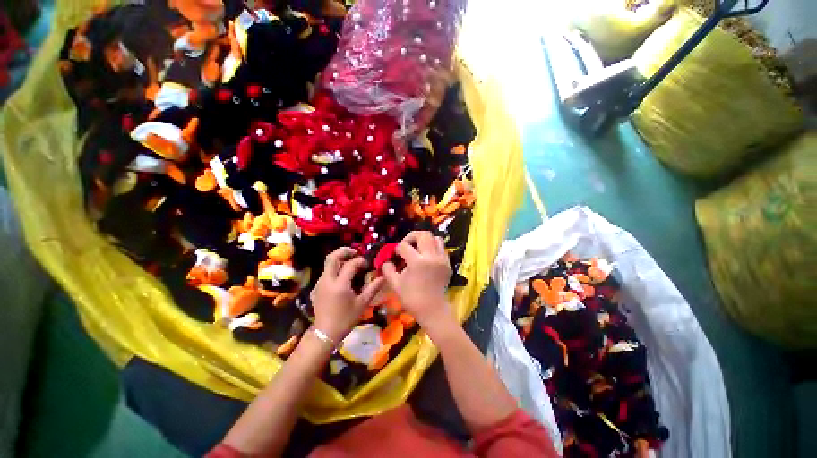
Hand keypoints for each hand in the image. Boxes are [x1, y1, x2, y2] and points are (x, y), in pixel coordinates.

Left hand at [311, 247, 384, 343]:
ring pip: (328, 264)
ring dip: (339, 260)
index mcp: (339, 284)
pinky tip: (342, 277)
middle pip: (332, 257)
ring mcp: (319, 284)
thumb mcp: (362, 304)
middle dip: (344, 251)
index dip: (360, 261)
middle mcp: (327, 280)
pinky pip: (326, 273)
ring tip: (350, 264)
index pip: (350, 264)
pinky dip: (335, 269)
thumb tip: (383, 276)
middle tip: (355, 252)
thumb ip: (373, 288)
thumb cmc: (346, 319)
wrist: (325, 333)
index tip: (367, 265)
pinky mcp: (316, 288)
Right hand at [382, 231, 453, 331]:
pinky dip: (433, 248)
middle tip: (407, 245)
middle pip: (424, 234)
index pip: (404, 246)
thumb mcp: (395, 284)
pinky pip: (441, 248)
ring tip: (418, 249)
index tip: (395, 255)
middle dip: (412, 236)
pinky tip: (427, 257)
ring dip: (425, 240)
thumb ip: (388, 270)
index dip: (397, 249)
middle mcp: (431, 257)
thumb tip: (386, 261)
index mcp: (417, 262)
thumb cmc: (412, 298)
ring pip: (435, 238)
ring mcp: (442, 259)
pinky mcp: (448, 263)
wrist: (432, 309)